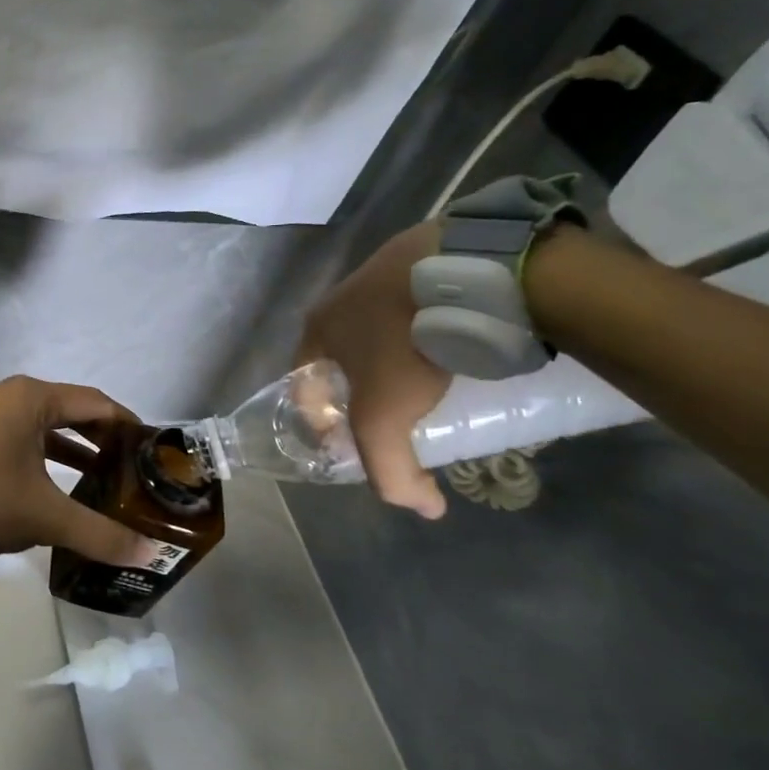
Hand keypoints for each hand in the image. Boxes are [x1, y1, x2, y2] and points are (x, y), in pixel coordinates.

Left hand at [0, 376, 147, 565]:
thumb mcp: (44, 516)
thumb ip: (99, 533)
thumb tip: (149, 556)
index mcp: (32, 398)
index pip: (97, 403)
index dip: (129, 425)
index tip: (153, 451)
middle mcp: (10, 395)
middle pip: (71, 411)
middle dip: (103, 440)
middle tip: (133, 469)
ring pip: (44, 426)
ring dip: (74, 451)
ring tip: (104, 481)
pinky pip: (20, 438)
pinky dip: (45, 457)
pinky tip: (59, 488)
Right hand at [298, 221, 449, 518]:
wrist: (465, 270)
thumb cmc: (407, 343)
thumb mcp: (386, 417)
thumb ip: (391, 471)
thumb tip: (426, 508)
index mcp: (317, 329)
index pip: (303, 385)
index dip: (321, 422)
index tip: (354, 445)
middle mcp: (340, 299)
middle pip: (343, 360)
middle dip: (364, 393)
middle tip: (400, 418)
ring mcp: (381, 275)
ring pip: (383, 332)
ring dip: (399, 359)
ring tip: (437, 384)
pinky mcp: (424, 261)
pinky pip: (420, 308)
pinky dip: (432, 329)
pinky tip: (460, 345)